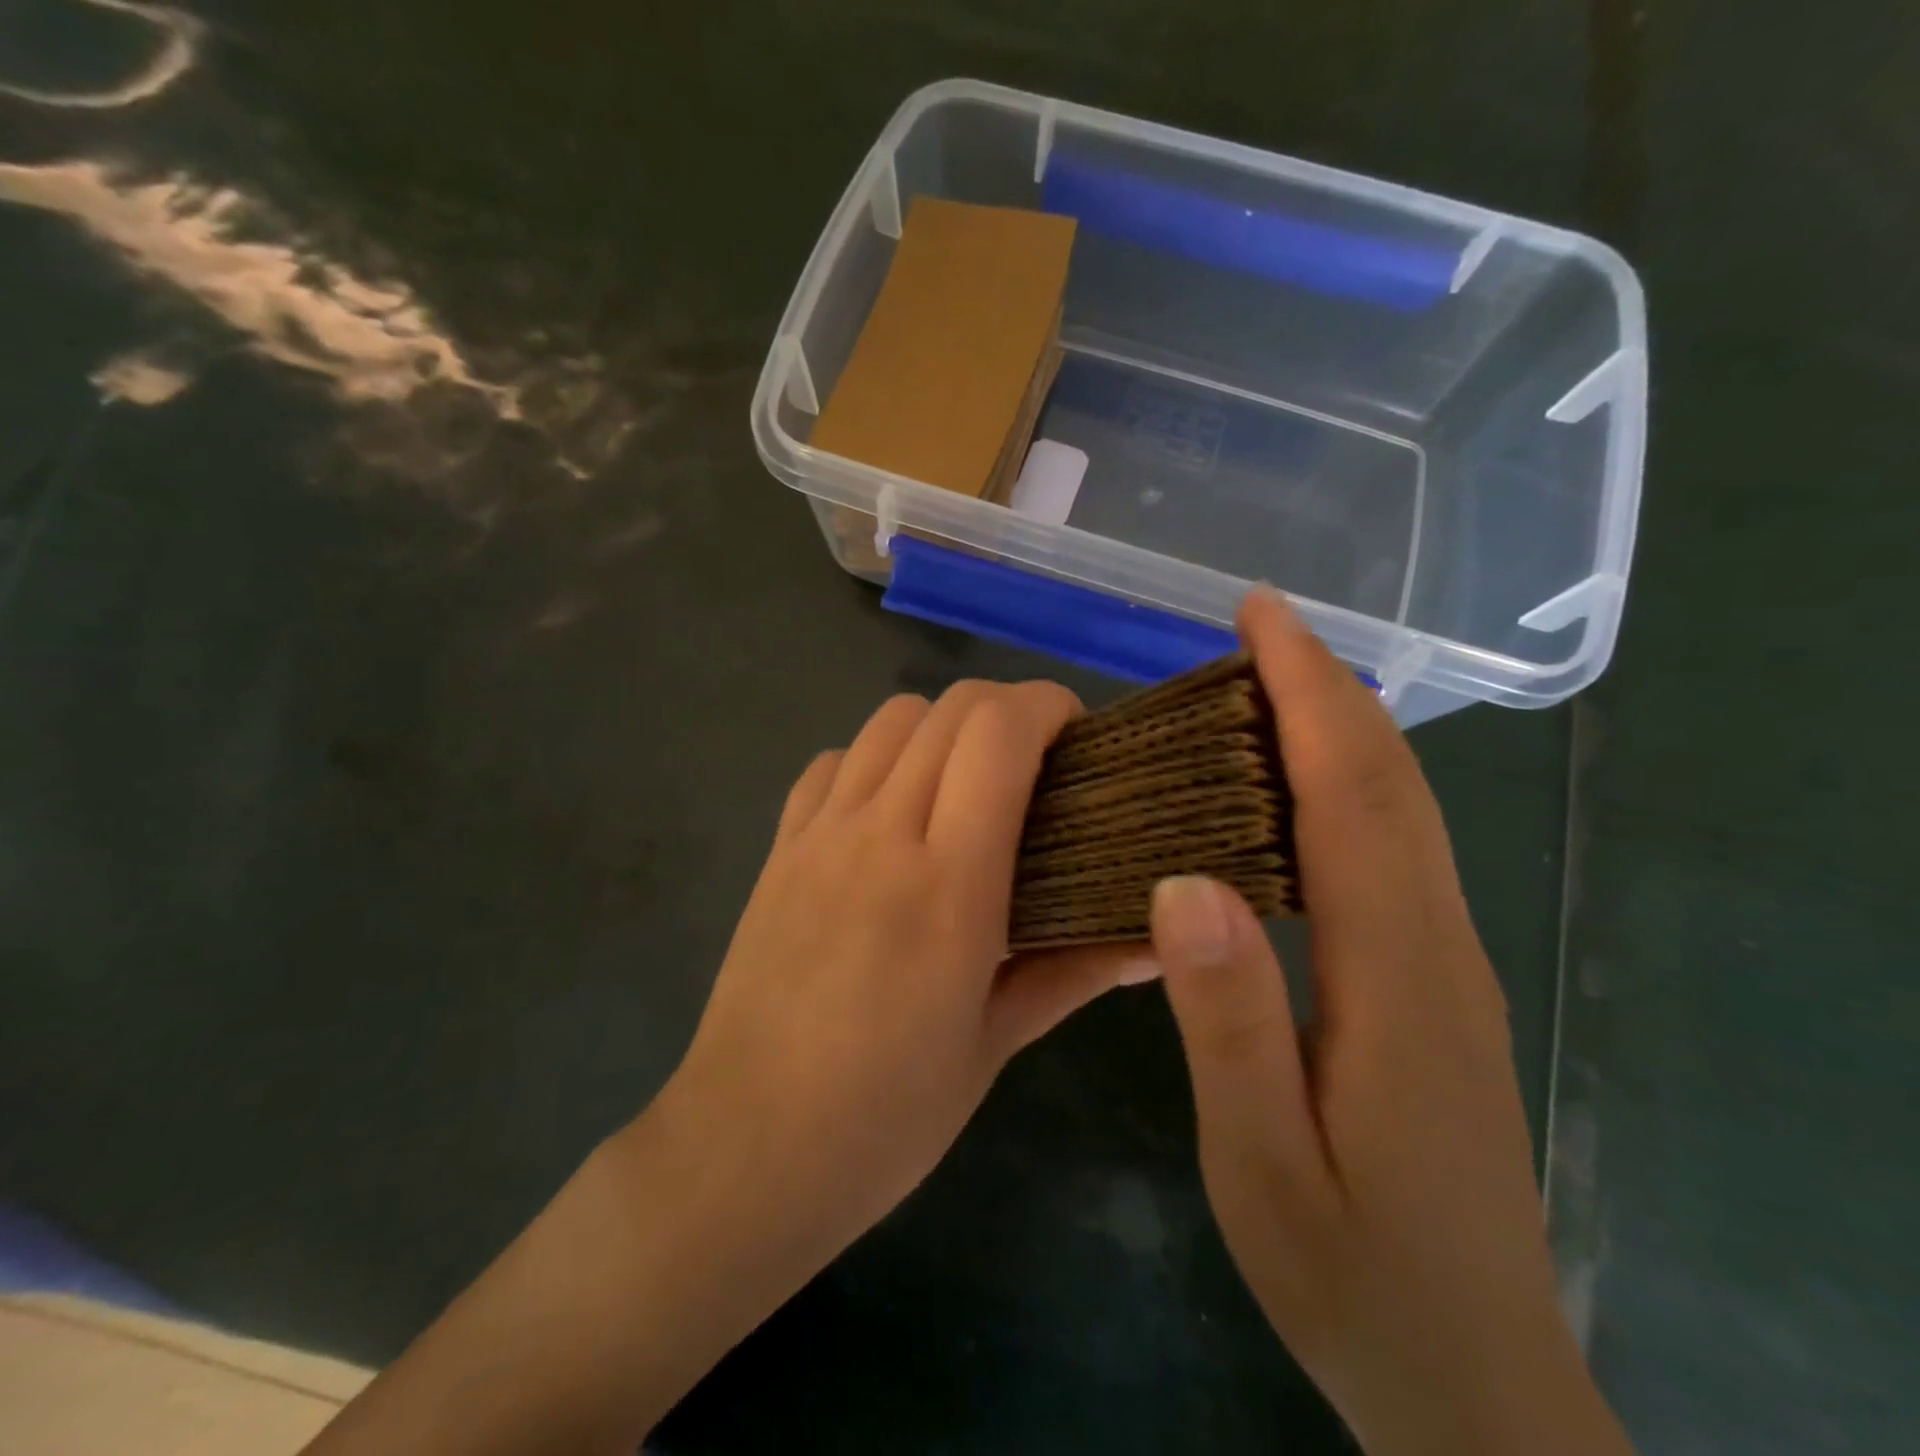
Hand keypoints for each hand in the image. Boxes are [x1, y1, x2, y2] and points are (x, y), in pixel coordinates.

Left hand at [656, 678, 1154, 1263]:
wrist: (744, 1152)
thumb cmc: (885, 1115)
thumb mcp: (993, 1045)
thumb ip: (1074, 972)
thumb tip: (1155, 942)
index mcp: (948, 883)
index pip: (999, 734)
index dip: (1048, 706)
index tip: (1080, 735)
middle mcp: (880, 834)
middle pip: (949, 708)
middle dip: (1008, 708)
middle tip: (1040, 760)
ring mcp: (820, 834)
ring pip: (890, 719)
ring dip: (943, 727)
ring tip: (967, 780)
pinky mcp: (779, 848)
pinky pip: (833, 762)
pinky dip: (877, 759)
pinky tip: (891, 810)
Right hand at [1148, 590, 1633, 1455]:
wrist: (1475, 1381)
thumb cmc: (1355, 1276)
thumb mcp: (1265, 1165)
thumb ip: (1229, 1023)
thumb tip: (1183, 885)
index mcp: (1397, 976)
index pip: (1351, 796)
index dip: (1309, 693)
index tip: (1263, 617)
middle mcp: (1436, 946)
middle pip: (1387, 785)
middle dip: (1325, 688)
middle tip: (1252, 628)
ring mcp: (1443, 965)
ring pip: (1395, 814)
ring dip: (1335, 730)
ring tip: (1258, 686)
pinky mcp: (1430, 986)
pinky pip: (1387, 854)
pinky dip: (1341, 788)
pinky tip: (1286, 790)